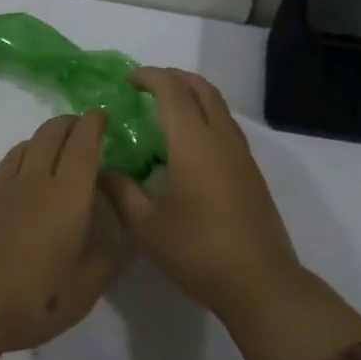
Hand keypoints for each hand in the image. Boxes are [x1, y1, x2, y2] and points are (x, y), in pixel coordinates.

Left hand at [0, 112, 125, 352]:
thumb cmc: (35, 299)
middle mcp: (32, 182)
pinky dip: (2, 176)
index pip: (83, 146)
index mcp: (67, 196)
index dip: (93, 124)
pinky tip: (1, 188)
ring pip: (18, 153)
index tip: (101, 114)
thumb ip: (107, 258)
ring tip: (44, 151)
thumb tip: (119, 238)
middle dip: (66, 124)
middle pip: (48, 136)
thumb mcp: (86, 289)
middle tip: (77, 125)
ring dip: (35, 144)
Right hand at [101, 68, 301, 315]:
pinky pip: (226, 126)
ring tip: (166, 108)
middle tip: (146, 85)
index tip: (127, 80)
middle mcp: (221, 139)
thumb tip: (100, 171)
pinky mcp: (251, 172)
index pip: (172, 90)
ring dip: (192, 95)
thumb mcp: (146, 226)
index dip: (149, 77)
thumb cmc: (197, 251)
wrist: (260, 283)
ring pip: (218, 106)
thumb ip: (121, 192)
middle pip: (201, 88)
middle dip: (173, 77)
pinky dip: (205, 116)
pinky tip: (189, 144)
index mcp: (193, 143)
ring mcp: (241, 155)